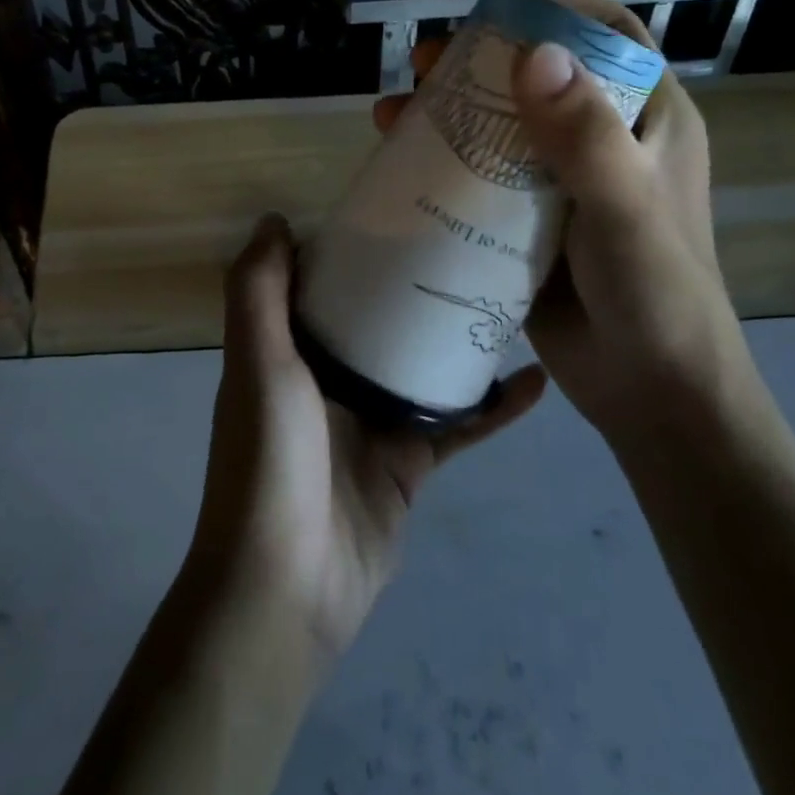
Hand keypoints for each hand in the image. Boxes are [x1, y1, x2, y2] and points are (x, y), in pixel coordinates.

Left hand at [190, 215, 544, 661]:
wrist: (289, 584)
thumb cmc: (270, 459)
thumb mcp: (258, 363)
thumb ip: (258, 292)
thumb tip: (274, 219)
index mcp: (288, 352)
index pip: (320, 286)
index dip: (351, 249)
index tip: (397, 210)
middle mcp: (327, 381)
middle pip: (378, 321)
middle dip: (416, 287)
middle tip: (469, 243)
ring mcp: (371, 423)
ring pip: (423, 368)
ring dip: (459, 339)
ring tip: (510, 296)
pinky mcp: (408, 465)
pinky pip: (457, 427)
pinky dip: (493, 408)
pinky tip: (536, 381)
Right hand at [373, 0, 744, 446]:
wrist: (651, 392)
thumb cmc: (656, 295)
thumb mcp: (625, 210)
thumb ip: (585, 138)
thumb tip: (534, 54)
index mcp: (649, 124)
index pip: (610, 39)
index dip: (559, 8)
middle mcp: (606, 147)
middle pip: (541, 81)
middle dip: (482, 62)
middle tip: (426, 60)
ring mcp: (565, 189)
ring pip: (503, 131)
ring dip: (451, 115)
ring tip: (395, 110)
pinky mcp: (531, 228)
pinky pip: (485, 182)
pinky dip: (446, 167)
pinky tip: (403, 166)